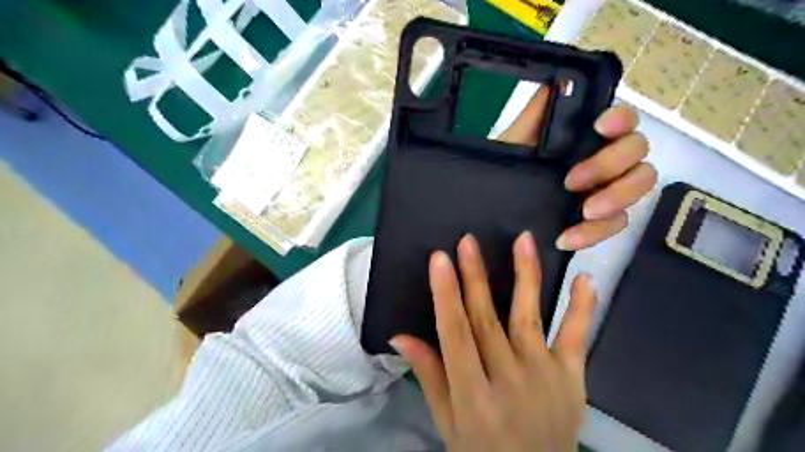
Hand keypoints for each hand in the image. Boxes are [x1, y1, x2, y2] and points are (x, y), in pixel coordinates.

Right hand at [391, 234, 597, 451]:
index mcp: (472, 395)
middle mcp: (509, 381)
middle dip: (475, 277)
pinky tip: (584, 278)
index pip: (454, 335)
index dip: (445, 295)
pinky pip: (576, 338)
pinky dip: (582, 307)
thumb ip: (429, 375)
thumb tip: (400, 336)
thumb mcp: (446, 422)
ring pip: (529, 317)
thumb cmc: (481, 451)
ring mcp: (545, 378)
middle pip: (487, 320)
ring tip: (521, 240)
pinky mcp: (573, 379)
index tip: (439, 259)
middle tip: (468, 241)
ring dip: (525, 276)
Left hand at [497, 87, 652, 250]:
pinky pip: (615, 225)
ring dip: (616, 198)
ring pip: (639, 188)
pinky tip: (566, 238)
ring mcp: (606, 190)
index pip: (623, 120)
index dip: (621, 119)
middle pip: (637, 153)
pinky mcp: (599, 221)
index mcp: (587, 139)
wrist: (494, 207)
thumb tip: (555, 77)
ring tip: (585, 212)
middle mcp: (605, 160)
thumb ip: (536, 113)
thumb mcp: (516, 142)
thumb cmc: (507, 170)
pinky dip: (594, 233)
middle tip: (572, 182)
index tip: (600, 127)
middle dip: (609, 165)